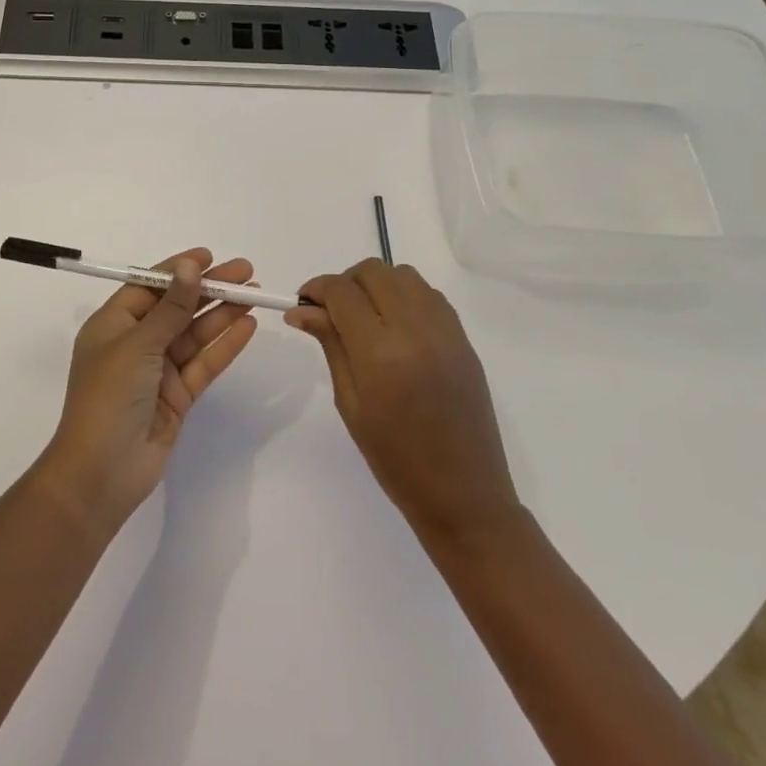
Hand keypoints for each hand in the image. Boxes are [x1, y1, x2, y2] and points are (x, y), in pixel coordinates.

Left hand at [39, 248, 257, 534]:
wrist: (101, 473)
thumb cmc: (108, 397)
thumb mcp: (138, 344)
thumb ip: (171, 307)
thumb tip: (189, 266)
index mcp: (113, 325)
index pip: (149, 286)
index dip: (178, 270)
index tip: (209, 257)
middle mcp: (135, 343)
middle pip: (177, 307)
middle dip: (209, 289)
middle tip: (246, 272)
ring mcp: (157, 371)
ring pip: (195, 334)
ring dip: (222, 313)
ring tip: (255, 295)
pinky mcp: (177, 396)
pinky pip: (204, 363)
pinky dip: (225, 345)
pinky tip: (247, 326)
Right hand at [285, 260, 519, 542]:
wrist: (464, 494)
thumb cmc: (395, 459)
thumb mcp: (351, 403)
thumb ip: (330, 345)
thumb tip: (301, 310)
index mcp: (381, 352)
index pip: (342, 292)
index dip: (317, 289)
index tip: (303, 303)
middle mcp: (415, 329)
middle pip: (373, 272)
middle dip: (345, 282)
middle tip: (331, 312)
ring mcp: (445, 330)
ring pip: (403, 275)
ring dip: (376, 284)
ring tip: (364, 317)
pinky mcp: (463, 337)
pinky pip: (428, 294)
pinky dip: (404, 295)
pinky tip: (395, 326)